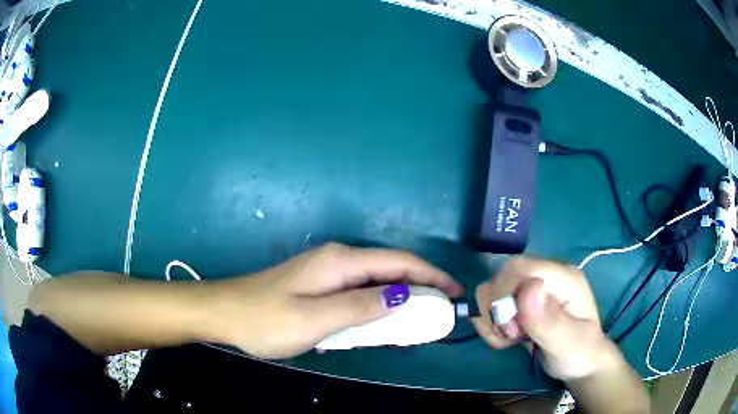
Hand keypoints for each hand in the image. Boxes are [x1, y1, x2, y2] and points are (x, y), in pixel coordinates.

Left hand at [209, 243, 462, 358]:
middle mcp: (337, 259)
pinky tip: (378, 324)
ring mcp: (326, 272)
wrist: (224, 313)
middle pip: (390, 270)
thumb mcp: (316, 319)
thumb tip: (402, 295)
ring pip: (374, 282)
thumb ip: (360, 306)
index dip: (431, 275)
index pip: (399, 262)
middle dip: (418, 289)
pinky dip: (375, 306)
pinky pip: (358, 293)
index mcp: (340, 262)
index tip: (454, 292)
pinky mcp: (318, 285)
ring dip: (397, 300)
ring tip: (415, 323)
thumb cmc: (266, 319)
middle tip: (437, 314)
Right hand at [471, 257, 623, 379]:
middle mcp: (545, 276)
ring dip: (493, 321)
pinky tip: (506, 340)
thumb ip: (548, 319)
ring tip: (510, 340)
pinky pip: (490, 307)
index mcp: (563, 277)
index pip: (519, 267)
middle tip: (512, 337)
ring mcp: (531, 289)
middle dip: (497, 311)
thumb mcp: (568, 343)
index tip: (511, 330)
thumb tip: (529, 287)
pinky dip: (491, 326)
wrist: (580, 364)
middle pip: (501, 277)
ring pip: (491, 291)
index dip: (504, 295)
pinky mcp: (520, 303)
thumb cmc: (580, 353)